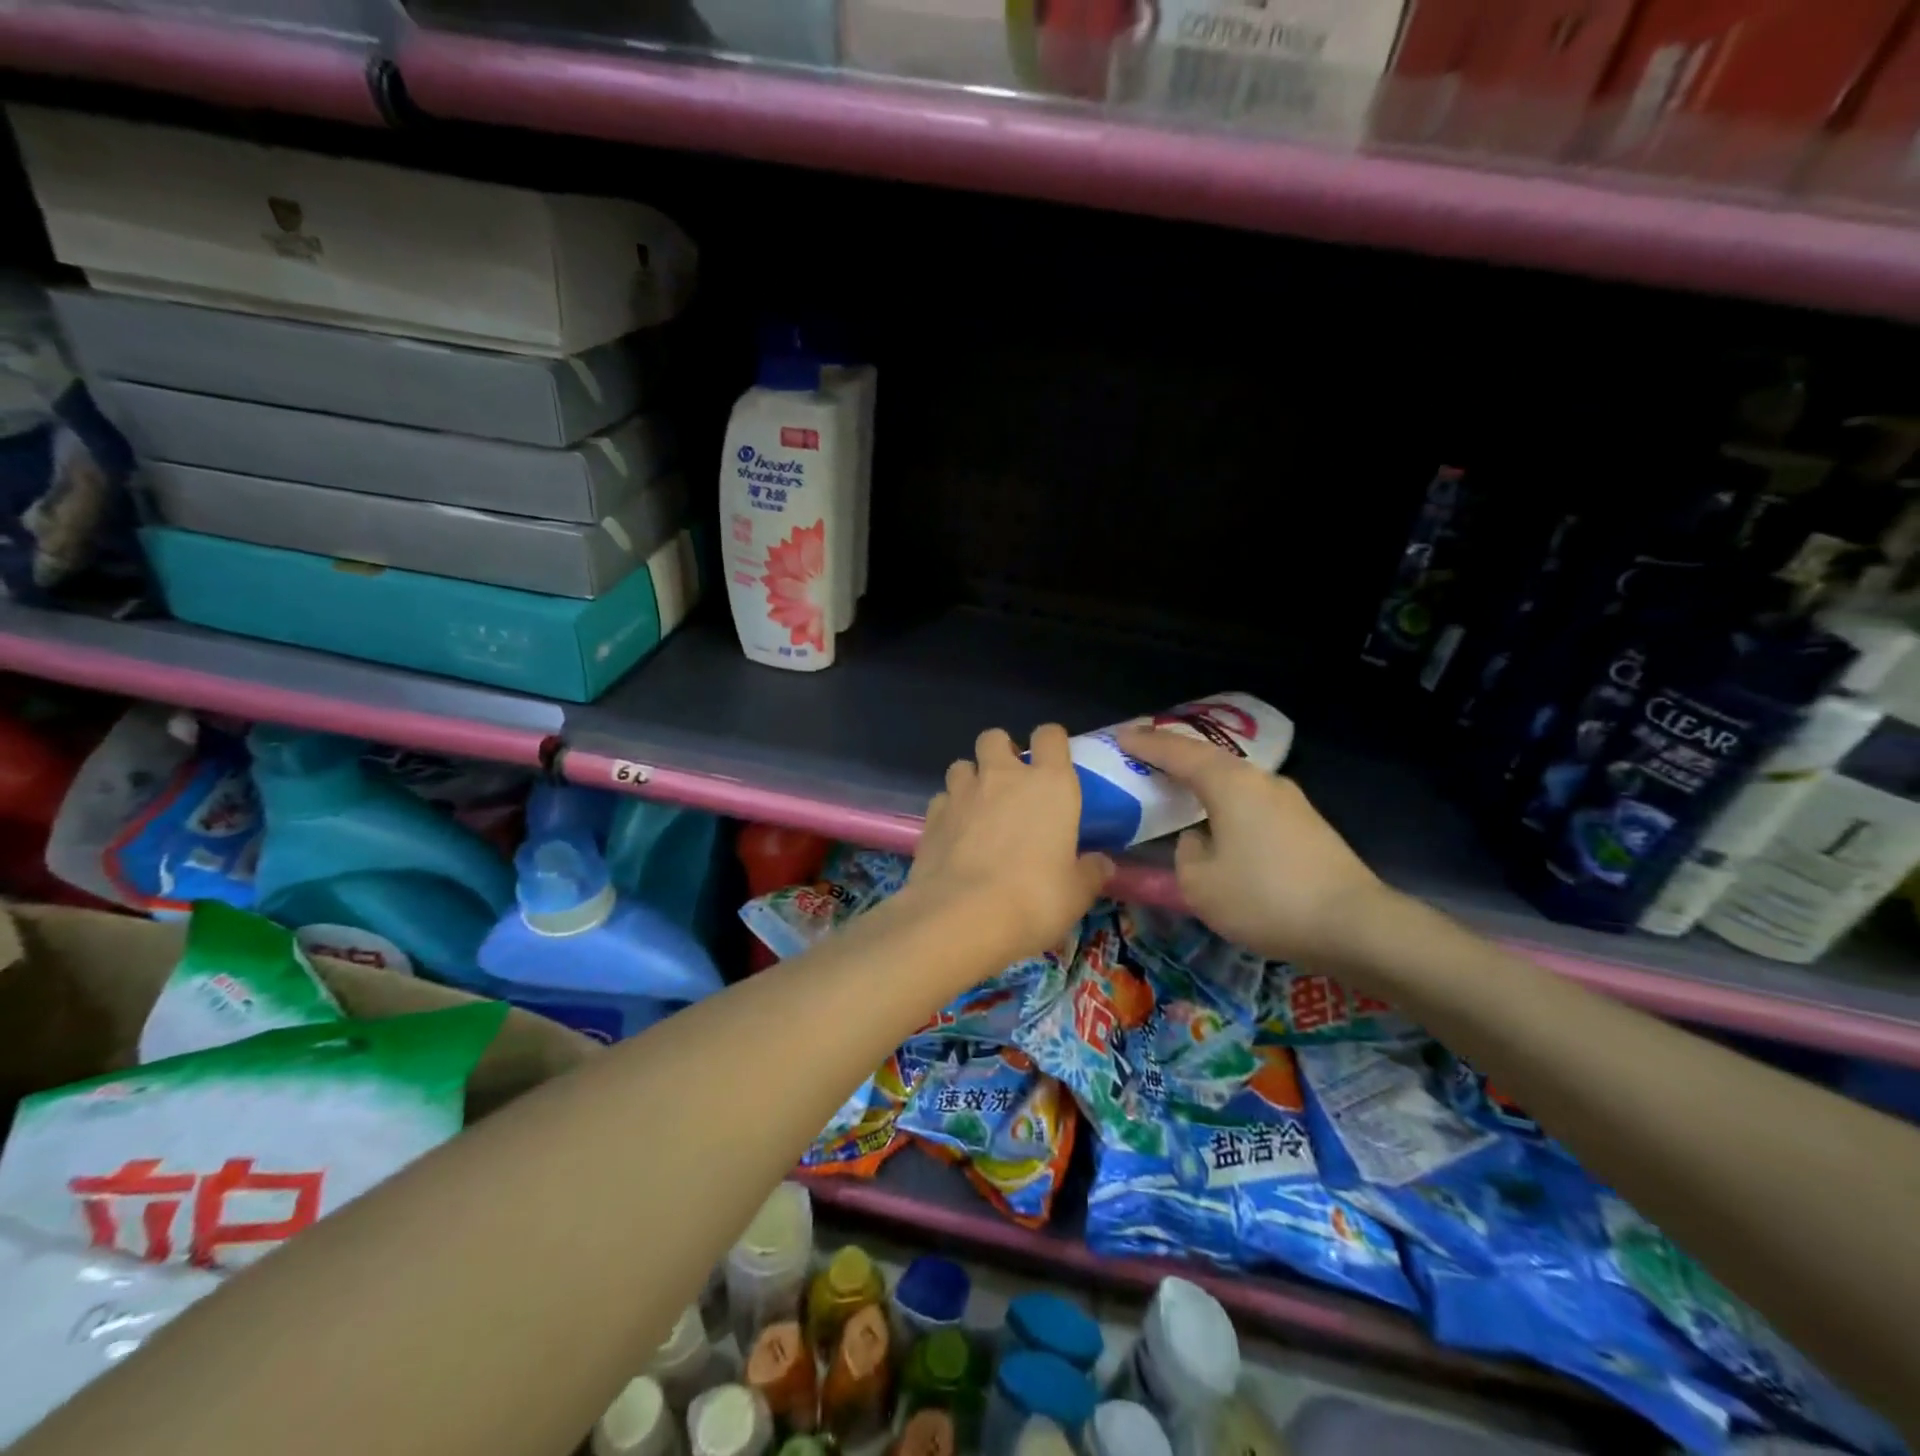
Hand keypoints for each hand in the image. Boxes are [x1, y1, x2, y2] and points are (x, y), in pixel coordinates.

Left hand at [909, 725, 1113, 962]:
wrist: (962, 917)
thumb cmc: (1034, 900)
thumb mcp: (1076, 894)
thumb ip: (1090, 872)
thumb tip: (1102, 863)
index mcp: (1049, 785)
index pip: (1050, 736)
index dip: (1051, 742)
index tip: (1054, 761)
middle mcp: (1003, 777)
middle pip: (995, 737)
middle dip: (1001, 751)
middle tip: (1010, 782)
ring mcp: (962, 793)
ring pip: (962, 765)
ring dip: (971, 779)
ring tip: (978, 808)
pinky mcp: (931, 817)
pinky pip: (941, 799)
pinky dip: (949, 810)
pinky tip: (955, 835)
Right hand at [1116, 727, 1388, 965]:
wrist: (1355, 926)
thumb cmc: (1265, 898)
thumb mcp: (1200, 883)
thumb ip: (1185, 852)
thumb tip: (1199, 839)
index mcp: (1229, 784)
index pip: (1177, 752)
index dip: (1146, 743)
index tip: (1120, 736)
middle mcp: (1260, 780)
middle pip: (1209, 758)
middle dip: (1175, 755)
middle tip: (1145, 755)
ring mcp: (1290, 801)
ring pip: (1234, 781)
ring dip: (1203, 781)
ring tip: (1178, 787)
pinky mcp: (1307, 825)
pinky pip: (1252, 802)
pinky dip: (1226, 803)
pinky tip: (1219, 821)